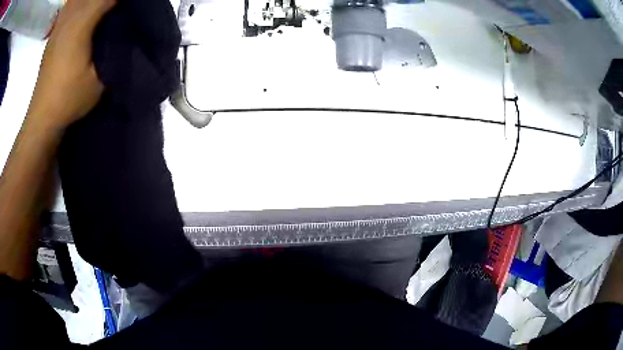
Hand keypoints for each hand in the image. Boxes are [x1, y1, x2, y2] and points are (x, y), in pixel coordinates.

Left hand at [27, 0, 115, 130]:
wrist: (42, 117)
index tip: (132, 6)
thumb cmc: (69, 99)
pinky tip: (82, 10)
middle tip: (115, 8)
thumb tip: (123, 34)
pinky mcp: (52, 36)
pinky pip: (67, 8)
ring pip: (75, 0)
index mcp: (80, 26)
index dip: (119, 0)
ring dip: (88, 1)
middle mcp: (68, 20)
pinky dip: (77, 4)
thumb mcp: (98, 80)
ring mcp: (58, 27)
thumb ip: (111, 52)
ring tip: (99, 7)